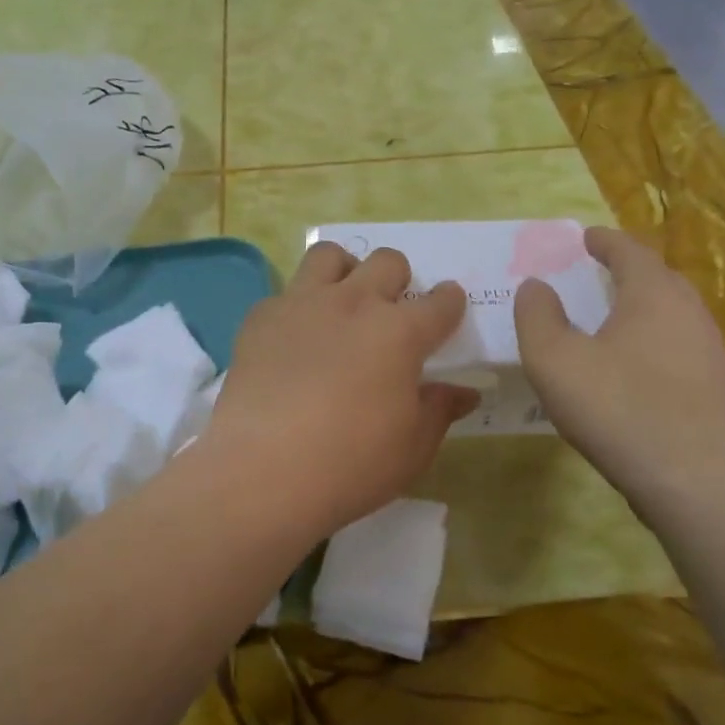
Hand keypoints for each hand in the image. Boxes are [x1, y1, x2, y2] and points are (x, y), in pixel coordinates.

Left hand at [203, 243, 478, 538]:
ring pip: (330, 255)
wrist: (262, 469)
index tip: (447, 309)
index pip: (440, 302)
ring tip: (341, 302)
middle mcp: (354, 303)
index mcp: (400, 332)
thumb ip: (439, 411)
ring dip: (345, 271)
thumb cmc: (351, 464)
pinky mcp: (261, 317)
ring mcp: (303, 303)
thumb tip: (464, 392)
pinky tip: (293, 339)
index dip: (449, 302)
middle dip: (398, 279)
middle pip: (387, 262)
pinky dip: (297, 307)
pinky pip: (285, 292)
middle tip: (391, 311)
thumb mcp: (412, 449)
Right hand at [514, 227, 724, 507]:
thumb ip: (537, 316)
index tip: (585, 237)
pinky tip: (634, 368)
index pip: (629, 251)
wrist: (698, 481)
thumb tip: (535, 286)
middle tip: (598, 272)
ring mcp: (710, 351)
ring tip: (612, 319)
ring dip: (642, 308)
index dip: (605, 241)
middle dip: (628, 270)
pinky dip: (653, 341)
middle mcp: (689, 312)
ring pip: (672, 314)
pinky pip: (679, 347)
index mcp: (652, 294)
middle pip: (658, 278)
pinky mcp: (716, 389)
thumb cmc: (619, 408)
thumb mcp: (554, 360)